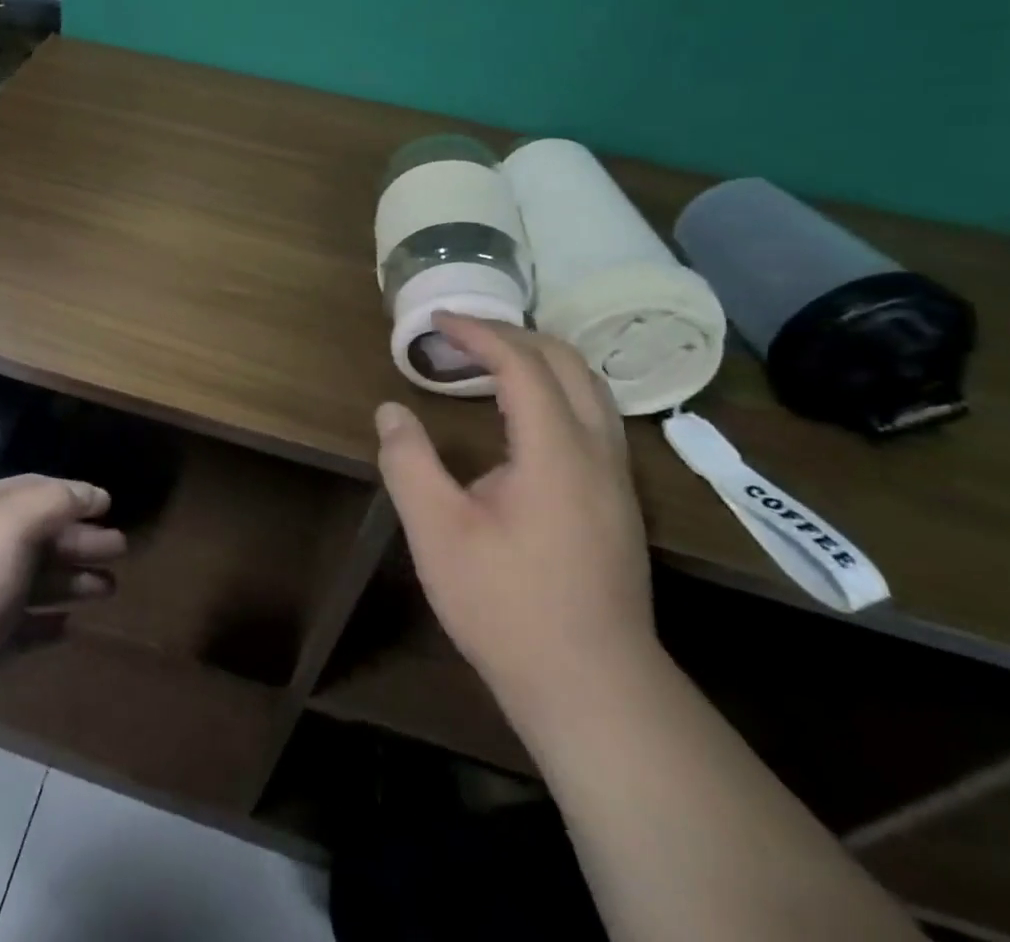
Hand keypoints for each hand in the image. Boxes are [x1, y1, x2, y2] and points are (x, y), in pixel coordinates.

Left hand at [0, 475, 126, 755]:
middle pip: (37, 536)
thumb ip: (55, 502)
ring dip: (72, 580)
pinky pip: (21, 626)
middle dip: (80, 540)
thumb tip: (91, 494)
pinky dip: (47, 622)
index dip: (72, 494)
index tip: (109, 506)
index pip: (33, 490)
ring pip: (33, 581)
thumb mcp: (12, 527)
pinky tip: (72, 625)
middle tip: (121, 550)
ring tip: (110, 588)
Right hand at [375, 316, 658, 726]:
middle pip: (567, 362)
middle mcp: (598, 452)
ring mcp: (616, 479)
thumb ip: (408, 462)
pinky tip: (521, 416)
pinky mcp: (618, 502)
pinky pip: (592, 416)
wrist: (593, 689)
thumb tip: (391, 411)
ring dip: (538, 360)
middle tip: (460, 335)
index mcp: (556, 451)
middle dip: (512, 335)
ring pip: (589, 388)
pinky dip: (553, 390)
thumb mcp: (438, 533)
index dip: (477, 333)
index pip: (522, 364)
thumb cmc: (508, 607)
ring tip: (488, 362)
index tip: (435, 321)